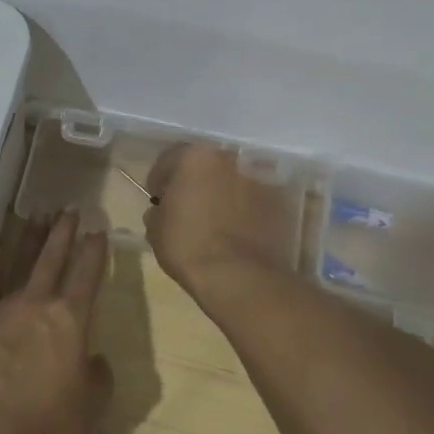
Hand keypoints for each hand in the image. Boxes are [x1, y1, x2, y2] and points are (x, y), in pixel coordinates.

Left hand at [0, 210, 113, 433]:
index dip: (95, 250)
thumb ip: (98, 373)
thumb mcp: (93, 403)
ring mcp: (2, 308)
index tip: (98, 230)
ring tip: (34, 215)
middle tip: (68, 208)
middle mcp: (37, 303)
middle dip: (63, 231)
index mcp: (71, 319)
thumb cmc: (48, 421)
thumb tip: (92, 357)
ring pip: (18, 262)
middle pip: (52, 257)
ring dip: (29, 238)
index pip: (87, 274)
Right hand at [144, 143, 296, 297]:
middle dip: (194, 181)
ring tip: (213, 219)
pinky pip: (252, 200)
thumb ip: (159, 210)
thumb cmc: (188, 246)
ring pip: (231, 181)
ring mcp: (258, 179)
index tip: (157, 198)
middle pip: (205, 165)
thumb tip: (163, 210)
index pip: (169, 158)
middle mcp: (229, 158)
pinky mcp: (277, 202)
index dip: (159, 179)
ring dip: (221, 193)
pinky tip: (234, 230)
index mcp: (195, 156)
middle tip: (186, 206)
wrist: (238, 276)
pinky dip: (243, 209)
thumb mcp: (155, 228)